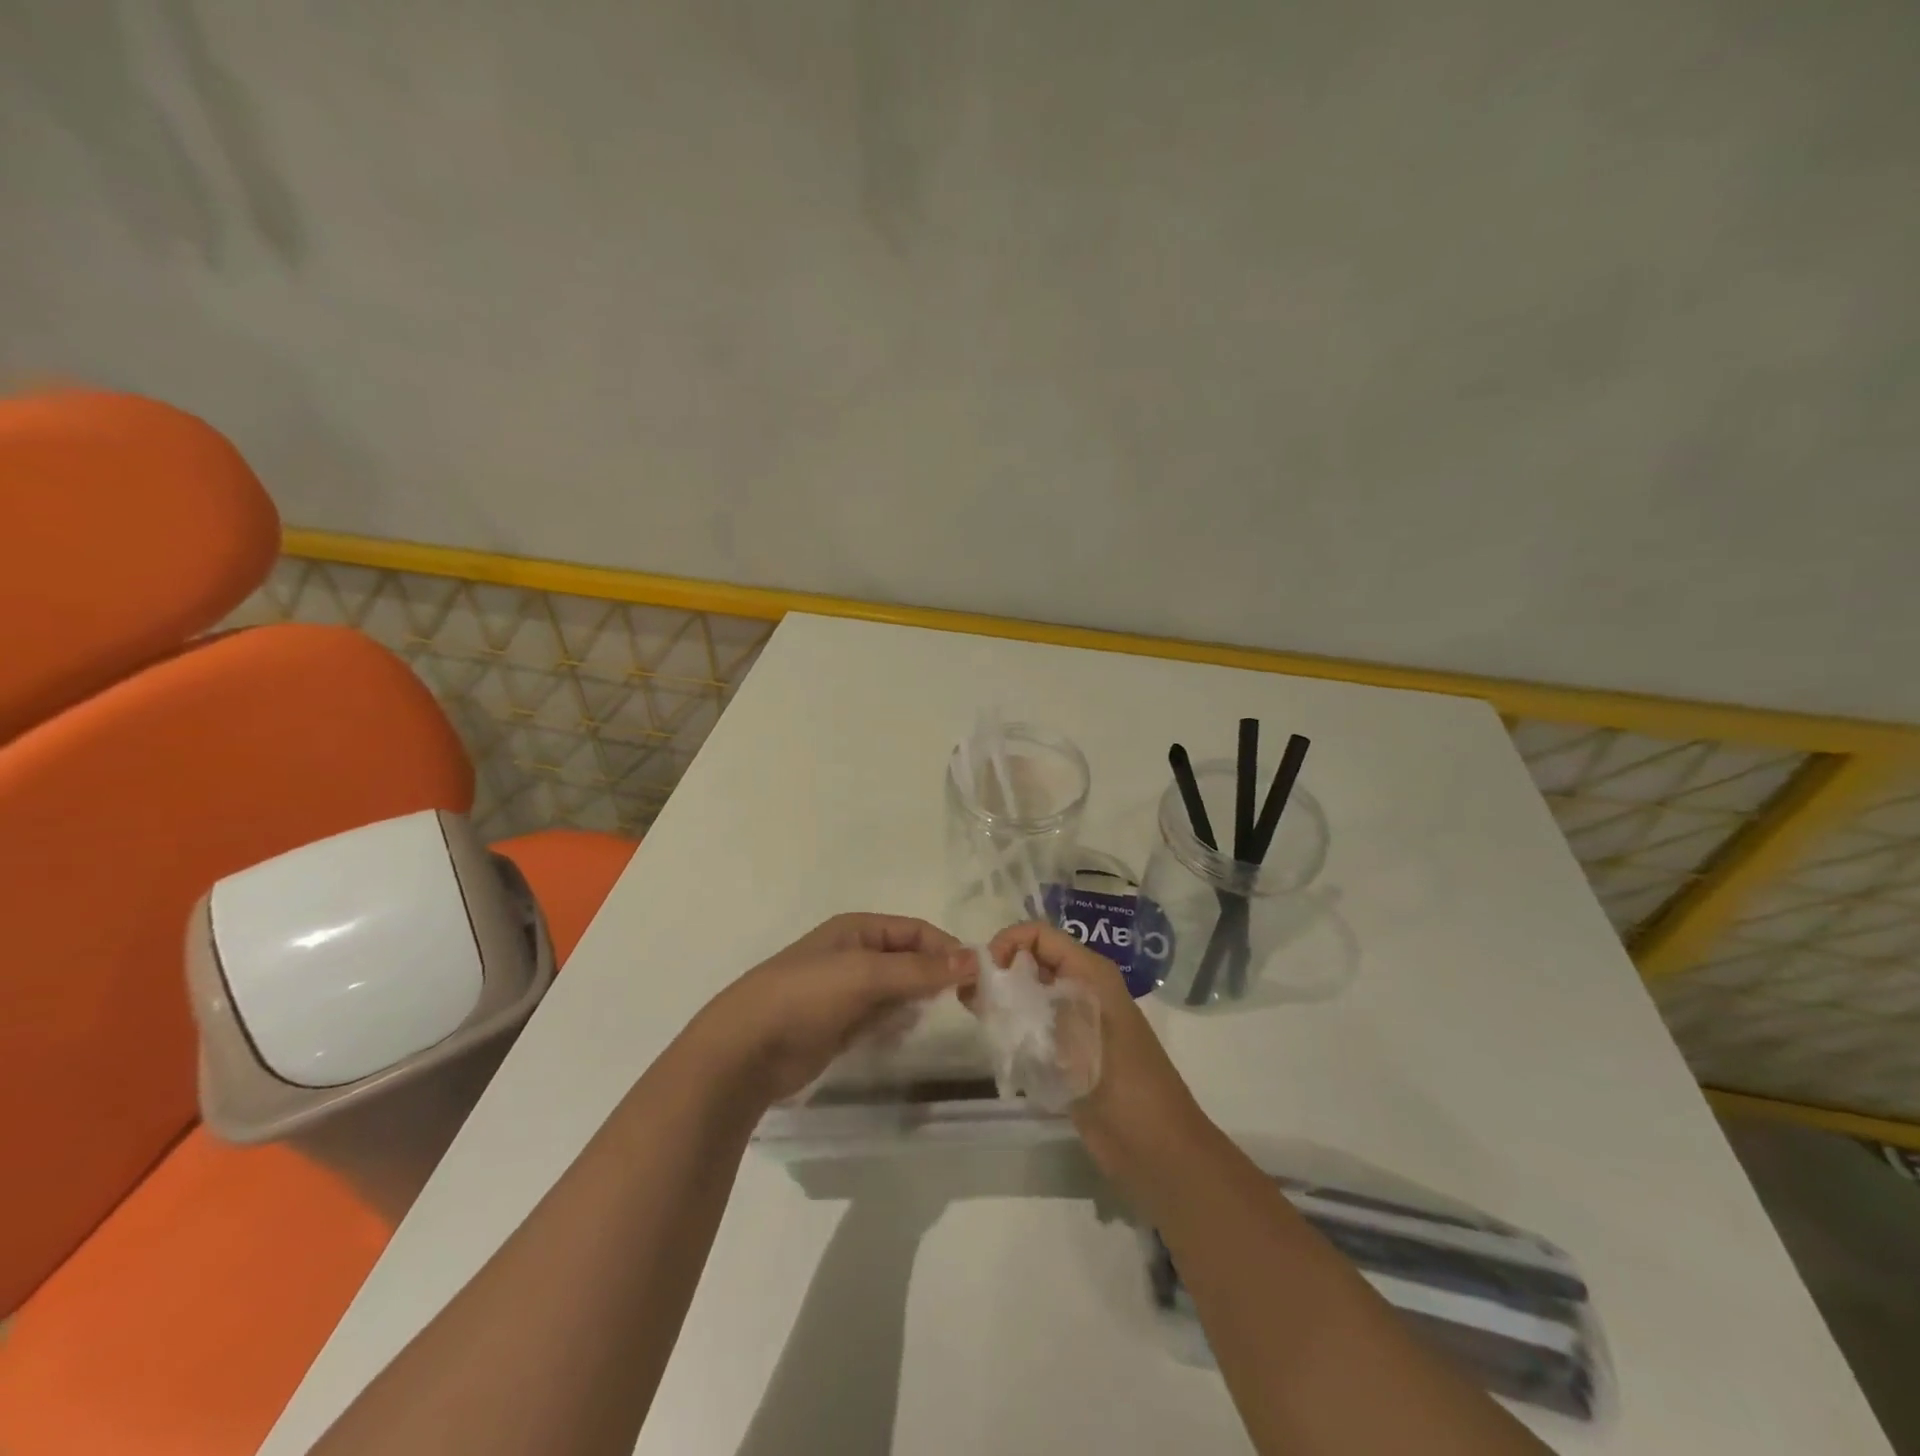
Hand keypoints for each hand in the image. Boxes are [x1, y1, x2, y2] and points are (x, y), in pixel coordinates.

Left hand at [699, 913, 972, 1105]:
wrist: (745, 1050)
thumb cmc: (806, 997)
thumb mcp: (865, 975)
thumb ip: (919, 970)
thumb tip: (973, 960)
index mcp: (858, 929)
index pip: (916, 931)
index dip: (947, 949)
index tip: (978, 977)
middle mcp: (855, 954)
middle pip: (909, 959)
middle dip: (936, 975)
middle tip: (967, 1002)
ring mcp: (846, 991)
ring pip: (898, 989)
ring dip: (918, 1000)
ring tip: (936, 1017)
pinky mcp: (841, 1024)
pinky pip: (882, 1016)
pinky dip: (897, 1022)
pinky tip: (904, 1033)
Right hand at [981, 923, 1210, 1197]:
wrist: (1157, 1151)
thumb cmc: (1122, 1086)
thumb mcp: (1073, 1037)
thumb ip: (1024, 1009)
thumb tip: (978, 988)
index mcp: (1090, 973)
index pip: (1039, 935)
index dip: (1007, 943)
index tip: (983, 975)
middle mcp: (1083, 989)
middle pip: (1033, 961)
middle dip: (1000, 973)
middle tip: (970, 999)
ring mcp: (1078, 1021)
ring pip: (1031, 994)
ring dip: (1004, 1002)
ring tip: (979, 1021)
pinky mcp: (1071, 1052)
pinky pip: (1035, 1025)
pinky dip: (1014, 1029)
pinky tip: (996, 1044)